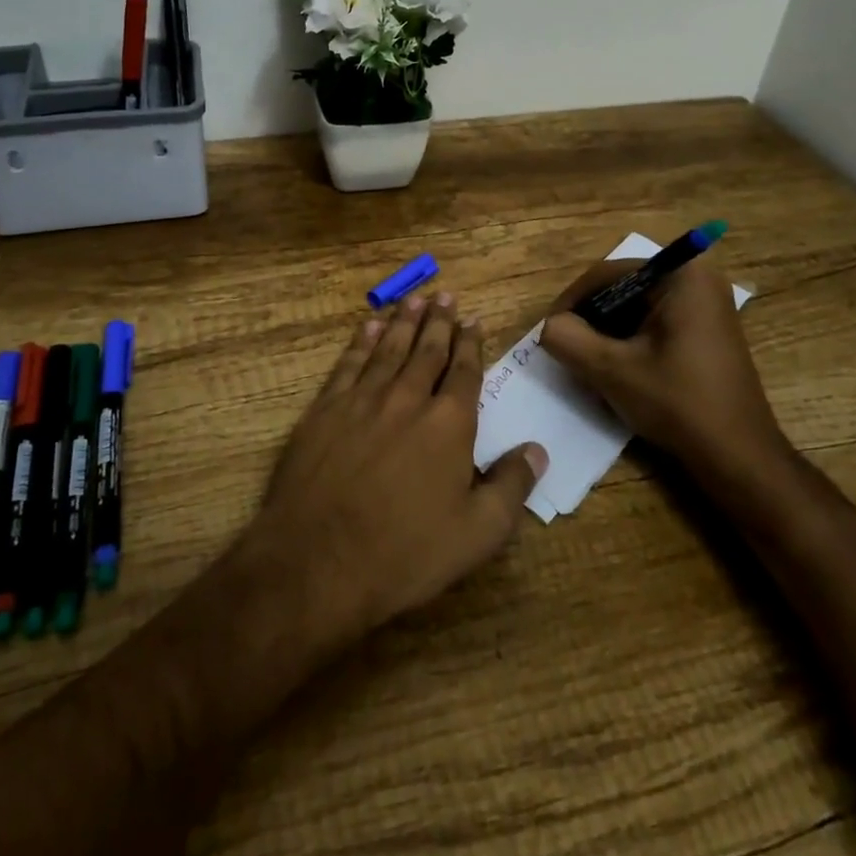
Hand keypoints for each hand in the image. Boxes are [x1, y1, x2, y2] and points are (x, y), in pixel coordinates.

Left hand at [250, 293, 546, 645]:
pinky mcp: (325, 409)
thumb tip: (537, 449)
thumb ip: (511, 486)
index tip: (474, 320)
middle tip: (445, 295)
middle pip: (427, 351)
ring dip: (403, 322)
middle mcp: (407, 398)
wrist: (318, 561)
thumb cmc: (405, 552)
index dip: (471, 344)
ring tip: (414, 299)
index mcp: (449, 424)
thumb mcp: (477, 533)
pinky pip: (349, 364)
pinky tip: (367, 327)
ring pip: (388, 349)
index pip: (464, 372)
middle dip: (439, 322)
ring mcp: (362, 400)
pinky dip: (360, 342)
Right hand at [540, 260, 788, 484]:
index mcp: (681, 275)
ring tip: (588, 362)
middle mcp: (698, 278)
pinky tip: (618, 369)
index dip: (572, 302)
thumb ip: (568, 338)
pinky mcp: (707, 330)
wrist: (739, 457)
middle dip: (591, 318)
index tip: (549, 332)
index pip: (608, 275)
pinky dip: (631, 341)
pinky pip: (656, 322)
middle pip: (623, 289)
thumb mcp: (611, 370)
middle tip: (567, 348)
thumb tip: (550, 327)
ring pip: (637, 308)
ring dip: (608, 332)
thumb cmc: (678, 403)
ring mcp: (707, 304)